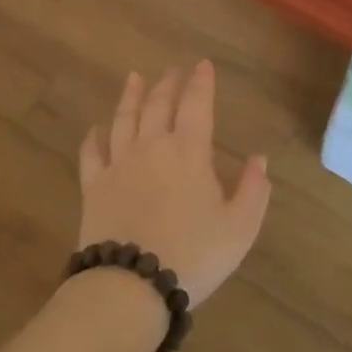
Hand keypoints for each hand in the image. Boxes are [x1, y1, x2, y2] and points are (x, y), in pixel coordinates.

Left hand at [77, 63, 270, 306]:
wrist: (130, 287)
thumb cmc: (192, 256)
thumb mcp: (239, 228)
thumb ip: (253, 190)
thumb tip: (259, 159)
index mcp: (189, 152)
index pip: (196, 104)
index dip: (200, 82)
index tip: (202, 65)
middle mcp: (152, 147)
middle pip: (158, 104)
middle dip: (168, 83)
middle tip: (173, 69)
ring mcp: (119, 165)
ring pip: (124, 119)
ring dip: (130, 96)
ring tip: (134, 78)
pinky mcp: (94, 187)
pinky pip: (91, 153)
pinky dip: (94, 137)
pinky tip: (96, 129)